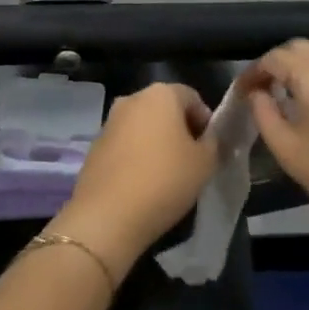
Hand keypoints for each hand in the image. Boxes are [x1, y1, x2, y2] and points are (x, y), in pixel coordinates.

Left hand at [53, 83, 217, 282]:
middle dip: (181, 130)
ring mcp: (109, 122)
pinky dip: (137, 156)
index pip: (192, 97)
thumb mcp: (205, 163)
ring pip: (143, 127)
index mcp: (160, 94)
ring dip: (158, 143)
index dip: (206, 121)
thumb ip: (213, 143)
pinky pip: (125, 145)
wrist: (108, 215)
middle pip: (165, 109)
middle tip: (193, 160)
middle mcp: (132, 99)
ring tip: (168, 174)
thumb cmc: (165, 180)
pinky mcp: (95, 146)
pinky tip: (144, 183)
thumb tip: (209, 138)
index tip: (211, 148)